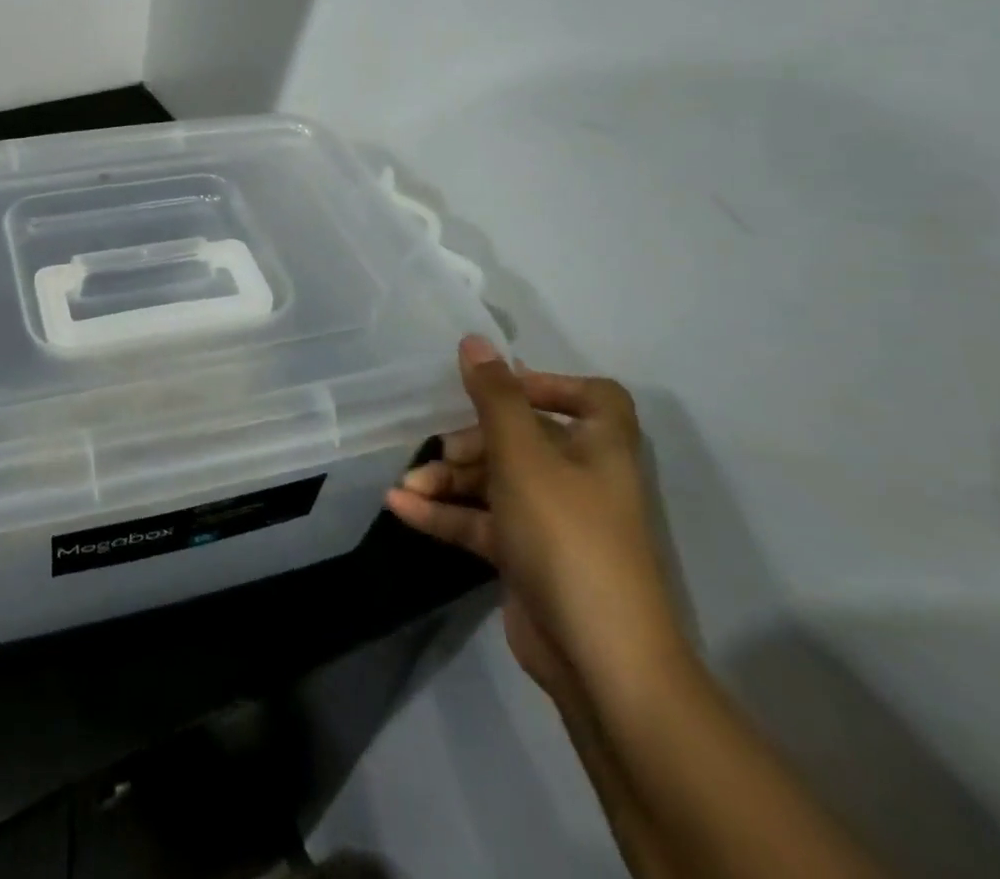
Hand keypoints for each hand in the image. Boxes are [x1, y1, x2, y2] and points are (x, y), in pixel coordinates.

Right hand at [386, 336, 687, 704]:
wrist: (599, 659)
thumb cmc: (567, 536)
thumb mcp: (523, 456)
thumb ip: (495, 397)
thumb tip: (475, 340)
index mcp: (599, 450)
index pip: (594, 399)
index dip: (549, 384)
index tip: (498, 388)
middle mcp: (580, 480)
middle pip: (523, 438)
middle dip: (473, 439)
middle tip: (441, 450)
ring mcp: (552, 521)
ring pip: (494, 481)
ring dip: (448, 478)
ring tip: (407, 484)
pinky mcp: (526, 557)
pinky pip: (479, 521)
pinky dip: (443, 513)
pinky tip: (400, 508)